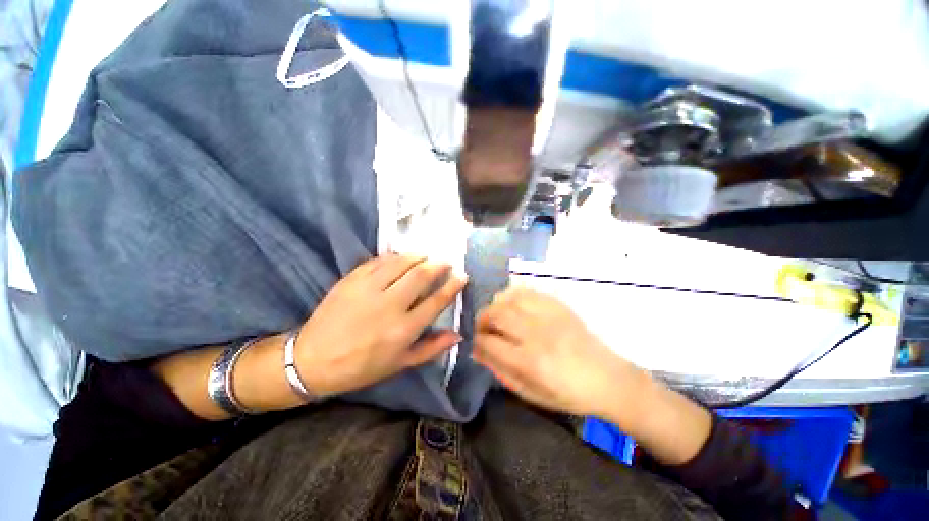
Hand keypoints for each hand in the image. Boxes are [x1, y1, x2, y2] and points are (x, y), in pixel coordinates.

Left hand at [295, 255, 466, 395]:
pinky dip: (393, 256)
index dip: (453, 286)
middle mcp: (389, 305)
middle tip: (446, 262)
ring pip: (401, 262)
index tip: (462, 276)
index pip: (437, 300)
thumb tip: (458, 334)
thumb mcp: (400, 364)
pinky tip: (400, 257)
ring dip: (418, 256)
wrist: (313, 360)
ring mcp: (368, 289)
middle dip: (438, 265)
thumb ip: (432, 348)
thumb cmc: (362, 366)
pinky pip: (378, 261)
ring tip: (426, 255)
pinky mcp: (351, 279)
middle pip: (421, 275)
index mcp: (404, 329)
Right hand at [473, 287, 646, 417]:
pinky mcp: (557, 305)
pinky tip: (512, 304)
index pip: (489, 342)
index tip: (477, 343)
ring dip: (495, 306)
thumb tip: (477, 351)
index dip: (477, 341)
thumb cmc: (568, 393)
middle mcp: (535, 333)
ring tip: (497, 315)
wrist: (608, 378)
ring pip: (508, 298)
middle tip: (484, 328)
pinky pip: (526, 291)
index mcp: (529, 362)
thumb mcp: (531, 394)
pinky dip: (513, 295)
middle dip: (482, 320)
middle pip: (495, 314)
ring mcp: (547, 315)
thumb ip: (500, 371)